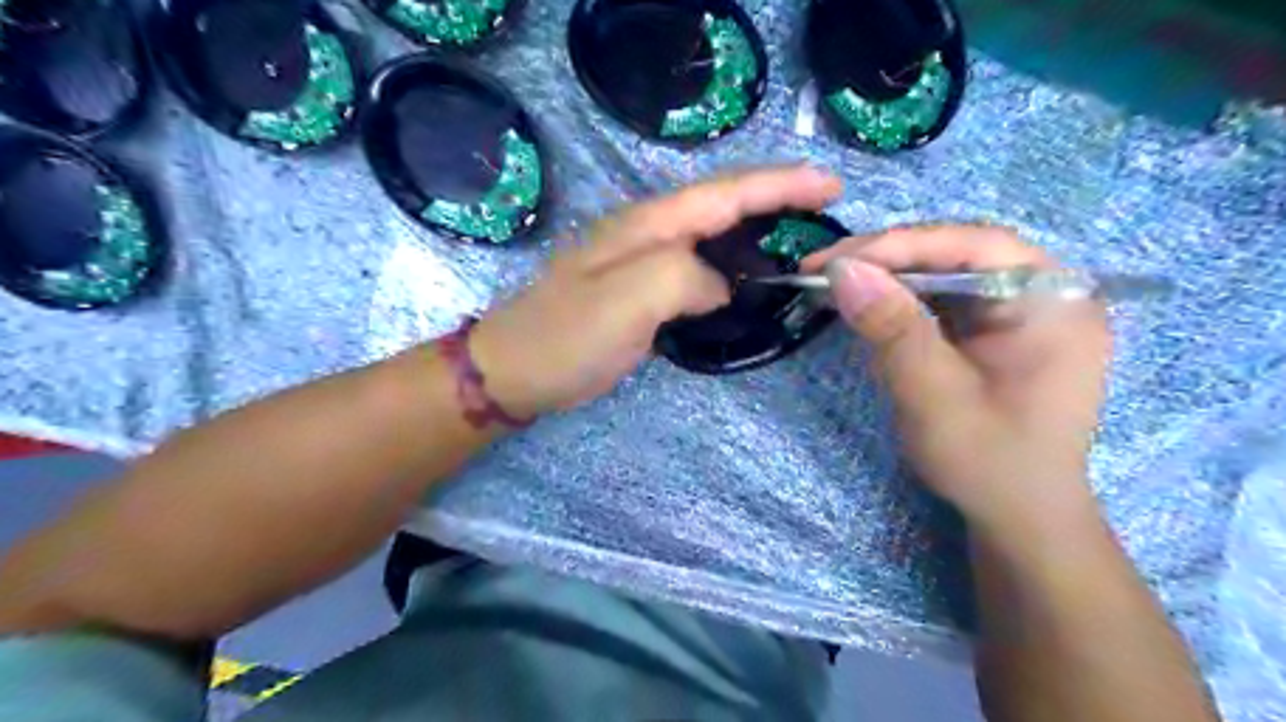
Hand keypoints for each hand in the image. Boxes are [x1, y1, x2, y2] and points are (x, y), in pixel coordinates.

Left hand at [471, 164, 844, 418]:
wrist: (514, 370)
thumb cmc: (566, 336)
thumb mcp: (627, 300)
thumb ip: (684, 279)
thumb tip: (719, 287)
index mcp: (649, 226)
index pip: (726, 193)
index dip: (781, 184)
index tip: (830, 185)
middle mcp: (649, 233)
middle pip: (723, 204)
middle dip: (777, 199)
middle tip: (824, 210)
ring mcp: (643, 262)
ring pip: (712, 235)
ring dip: (757, 229)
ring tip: (799, 238)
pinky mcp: (641, 292)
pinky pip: (697, 268)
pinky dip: (730, 266)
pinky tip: (746, 280)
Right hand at [806, 226, 1111, 535]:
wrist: (1018, 518)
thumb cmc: (989, 463)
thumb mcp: (935, 396)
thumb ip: (893, 329)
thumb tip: (842, 270)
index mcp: (1054, 301)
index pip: (974, 246)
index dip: (900, 245)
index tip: (834, 260)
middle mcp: (1044, 292)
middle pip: (957, 253)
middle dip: (886, 258)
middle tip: (821, 269)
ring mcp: (1018, 309)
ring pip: (944, 272)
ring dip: (886, 276)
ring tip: (830, 282)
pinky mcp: (992, 327)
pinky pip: (942, 297)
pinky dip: (898, 299)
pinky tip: (864, 303)